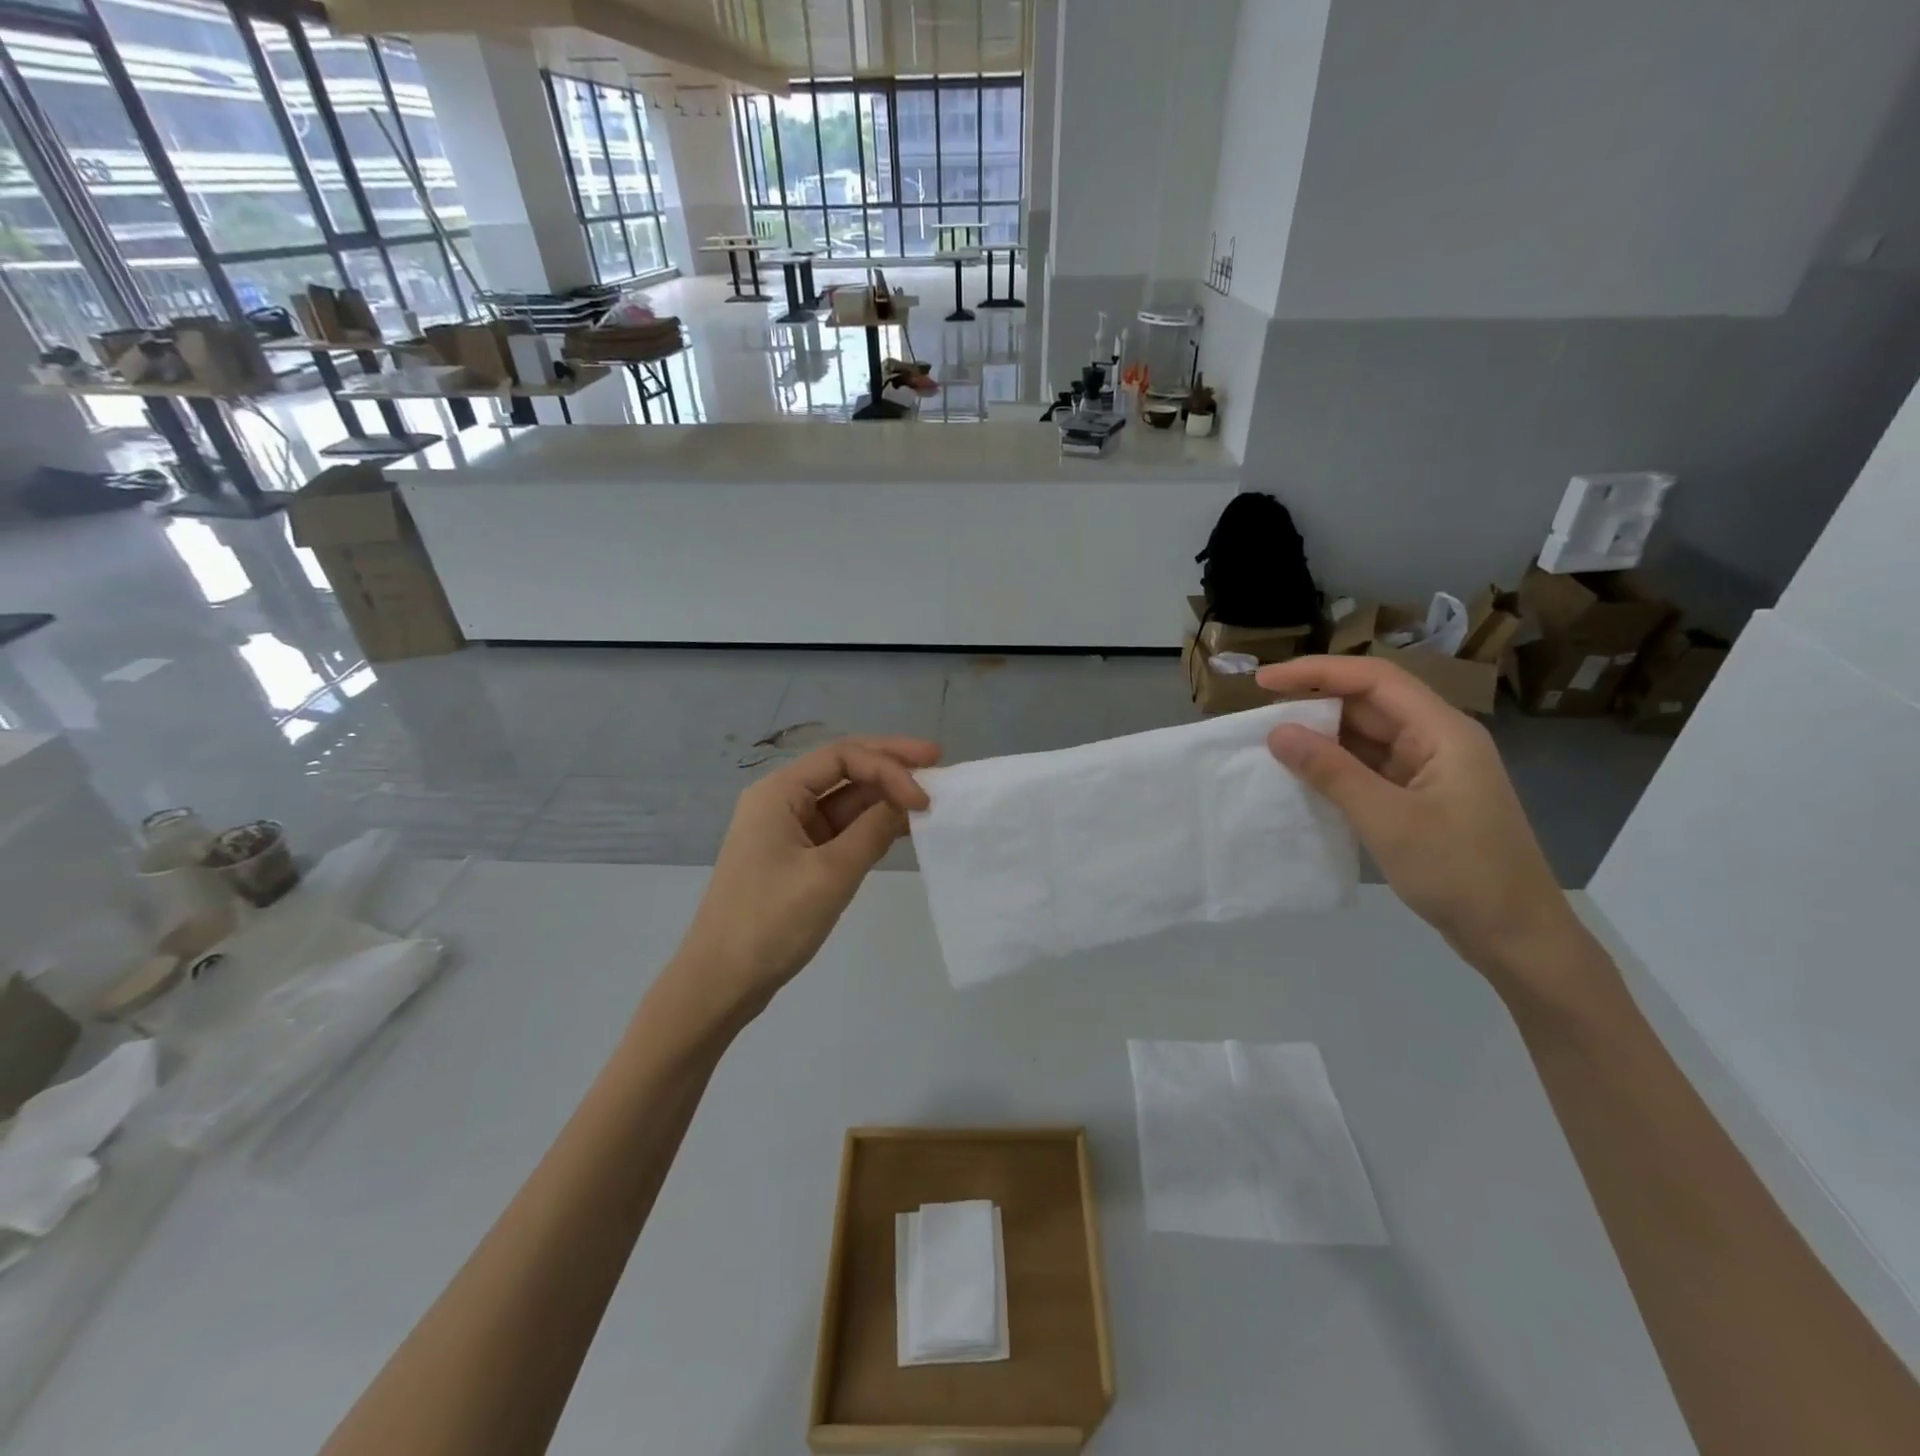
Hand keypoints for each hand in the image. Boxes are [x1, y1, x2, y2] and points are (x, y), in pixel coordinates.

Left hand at [666, 736, 939, 1027]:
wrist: (720, 983)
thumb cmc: (771, 923)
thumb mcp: (830, 874)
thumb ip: (874, 831)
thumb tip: (909, 801)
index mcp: (778, 793)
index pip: (843, 756)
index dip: (889, 766)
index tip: (925, 796)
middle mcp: (782, 802)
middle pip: (843, 769)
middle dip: (890, 766)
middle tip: (938, 760)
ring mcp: (788, 830)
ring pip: (844, 800)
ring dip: (884, 797)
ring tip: (929, 799)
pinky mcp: (796, 858)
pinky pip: (840, 830)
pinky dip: (871, 827)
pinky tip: (903, 828)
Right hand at [1256, 656, 1586, 993]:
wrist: (1516, 937)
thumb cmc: (1460, 873)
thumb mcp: (1389, 820)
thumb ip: (1331, 772)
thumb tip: (1278, 732)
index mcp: (1443, 732)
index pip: (1374, 679)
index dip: (1317, 671)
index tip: (1263, 681)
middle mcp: (1436, 741)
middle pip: (1369, 704)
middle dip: (1314, 704)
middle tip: (1258, 717)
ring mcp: (1428, 771)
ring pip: (1365, 737)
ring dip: (1321, 737)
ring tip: (1270, 744)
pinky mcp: (1418, 798)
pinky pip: (1368, 768)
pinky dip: (1334, 768)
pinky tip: (1302, 776)